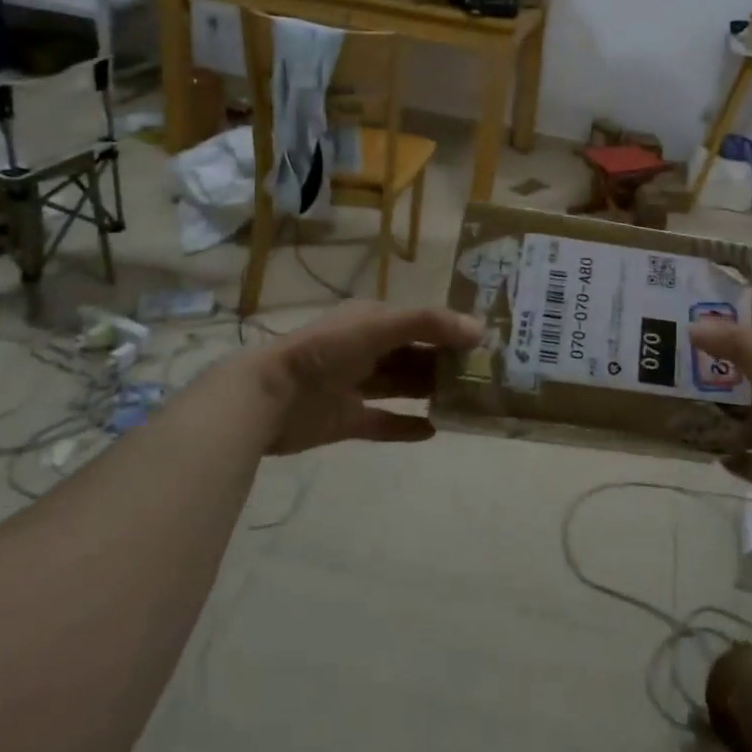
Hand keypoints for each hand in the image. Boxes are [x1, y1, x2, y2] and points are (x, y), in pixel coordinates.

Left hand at [245, 303, 482, 455]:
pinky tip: (434, 430)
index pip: (421, 322)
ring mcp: (355, 385)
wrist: (267, 397)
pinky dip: (407, 426)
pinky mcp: (346, 420)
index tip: (485, 343)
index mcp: (372, 320)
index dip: (451, 329)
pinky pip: (384, 422)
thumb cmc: (327, 350)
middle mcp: (366, 349)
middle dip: (445, 362)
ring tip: (466, 401)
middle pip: (415, 354)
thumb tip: (479, 328)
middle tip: (483, 376)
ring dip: (430, 391)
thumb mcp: (380, 326)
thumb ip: (428, 323)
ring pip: (402, 386)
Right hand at [689, 313, 751, 559]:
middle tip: (668, 353)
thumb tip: (693, 326)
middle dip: (708, 361)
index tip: (691, 305)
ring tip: (670, 395)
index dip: (731, 313)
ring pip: (733, 410)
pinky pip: (734, 452)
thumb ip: (737, 345)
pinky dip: (719, 447)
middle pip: (738, 368)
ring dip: (708, 406)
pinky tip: (695, 440)